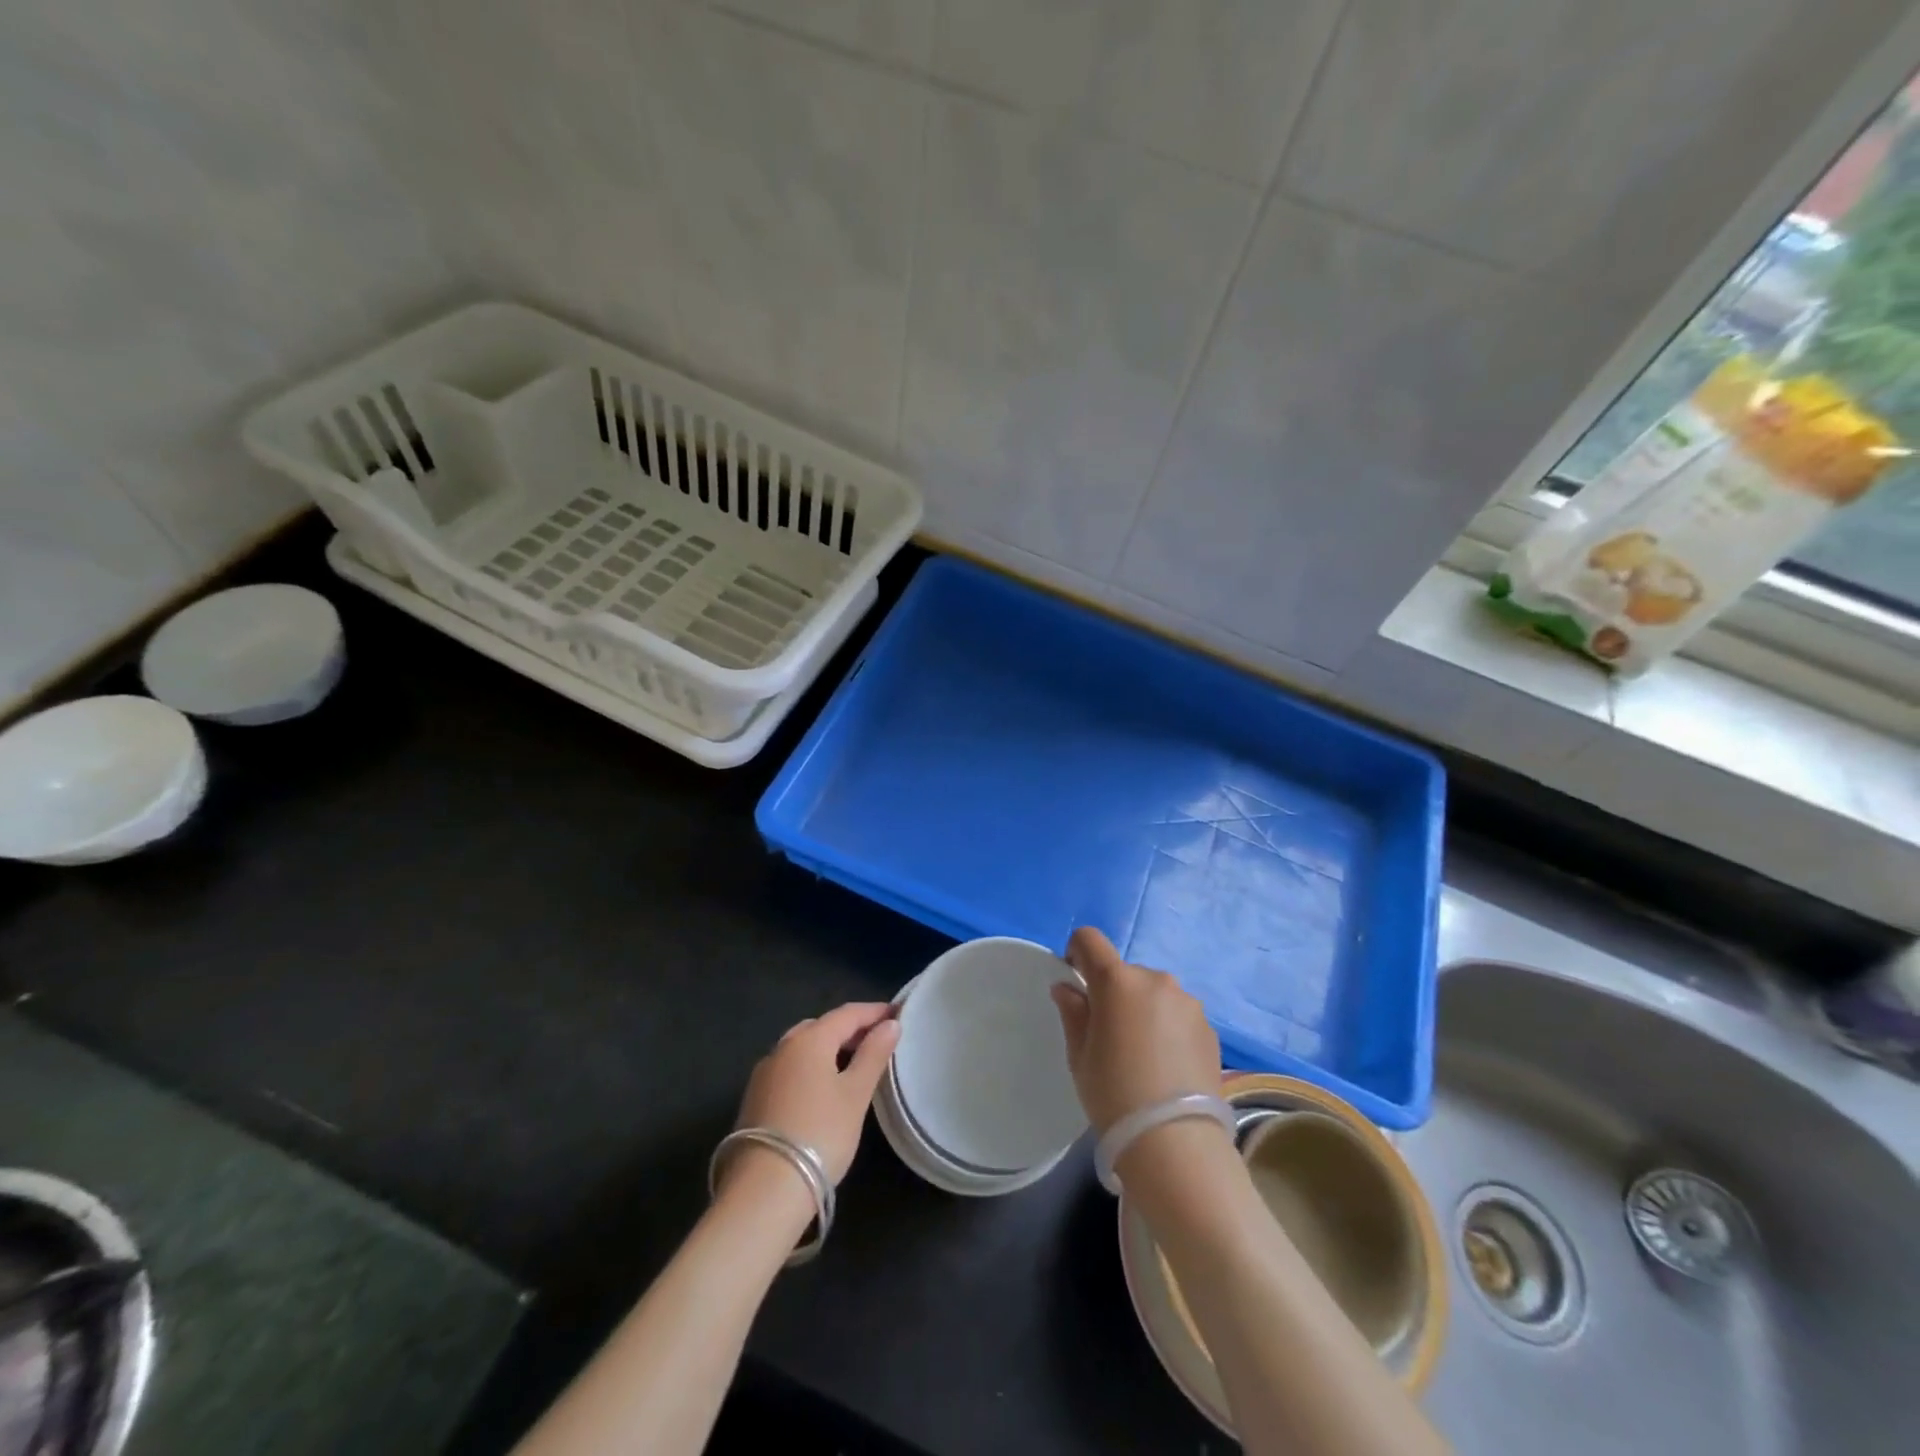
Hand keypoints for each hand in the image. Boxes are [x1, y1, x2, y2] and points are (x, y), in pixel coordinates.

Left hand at [732, 1002, 899, 1185]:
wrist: (764, 1190)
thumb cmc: (820, 1134)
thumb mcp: (855, 1094)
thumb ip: (873, 1055)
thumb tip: (890, 1023)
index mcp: (809, 1039)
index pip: (847, 1013)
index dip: (874, 1012)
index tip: (897, 1013)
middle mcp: (783, 1047)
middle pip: (822, 1027)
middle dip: (850, 1029)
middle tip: (877, 1040)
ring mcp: (764, 1073)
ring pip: (802, 1047)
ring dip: (828, 1048)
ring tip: (853, 1063)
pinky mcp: (755, 1098)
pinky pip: (790, 1068)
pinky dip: (811, 1067)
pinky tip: (823, 1087)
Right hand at [1050, 927, 1221, 1134]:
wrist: (1176, 1143)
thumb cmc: (1114, 1094)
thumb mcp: (1080, 1055)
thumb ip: (1073, 1012)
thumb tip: (1067, 988)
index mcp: (1117, 981)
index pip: (1089, 940)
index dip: (1076, 953)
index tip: (1076, 982)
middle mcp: (1155, 980)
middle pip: (1124, 972)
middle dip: (1113, 993)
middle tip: (1109, 1035)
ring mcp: (1187, 1002)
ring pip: (1154, 993)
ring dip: (1143, 1009)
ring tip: (1142, 1055)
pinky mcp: (1209, 1027)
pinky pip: (1177, 1014)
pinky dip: (1167, 1028)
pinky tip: (1166, 1066)